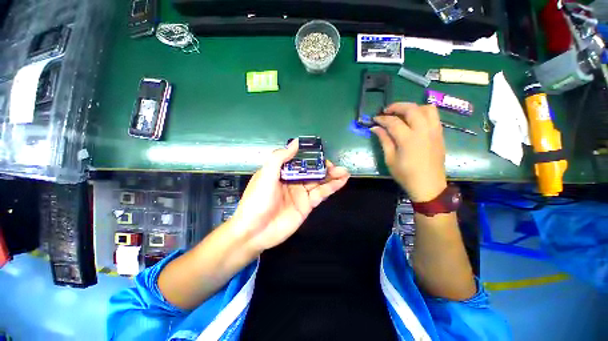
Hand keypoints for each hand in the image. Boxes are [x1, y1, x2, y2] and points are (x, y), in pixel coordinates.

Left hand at [231, 139, 349, 253]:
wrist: (255, 231)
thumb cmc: (257, 200)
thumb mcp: (266, 175)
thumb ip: (280, 158)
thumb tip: (296, 142)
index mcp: (282, 172)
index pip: (299, 161)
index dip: (311, 157)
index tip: (321, 153)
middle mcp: (292, 181)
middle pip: (312, 171)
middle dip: (324, 167)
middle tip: (336, 166)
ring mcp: (301, 194)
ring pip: (319, 182)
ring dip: (332, 176)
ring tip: (345, 172)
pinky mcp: (307, 205)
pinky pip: (321, 194)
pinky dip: (332, 187)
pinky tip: (341, 181)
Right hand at [371, 103, 446, 201]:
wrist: (428, 186)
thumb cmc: (406, 175)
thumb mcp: (390, 159)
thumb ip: (384, 141)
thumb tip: (375, 128)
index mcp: (408, 139)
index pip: (393, 122)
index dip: (382, 119)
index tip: (374, 119)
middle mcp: (423, 131)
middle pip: (411, 109)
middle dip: (397, 106)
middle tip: (387, 111)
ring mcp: (434, 131)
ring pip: (427, 108)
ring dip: (413, 107)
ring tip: (403, 114)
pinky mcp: (440, 134)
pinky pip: (434, 116)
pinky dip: (423, 113)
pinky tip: (414, 121)